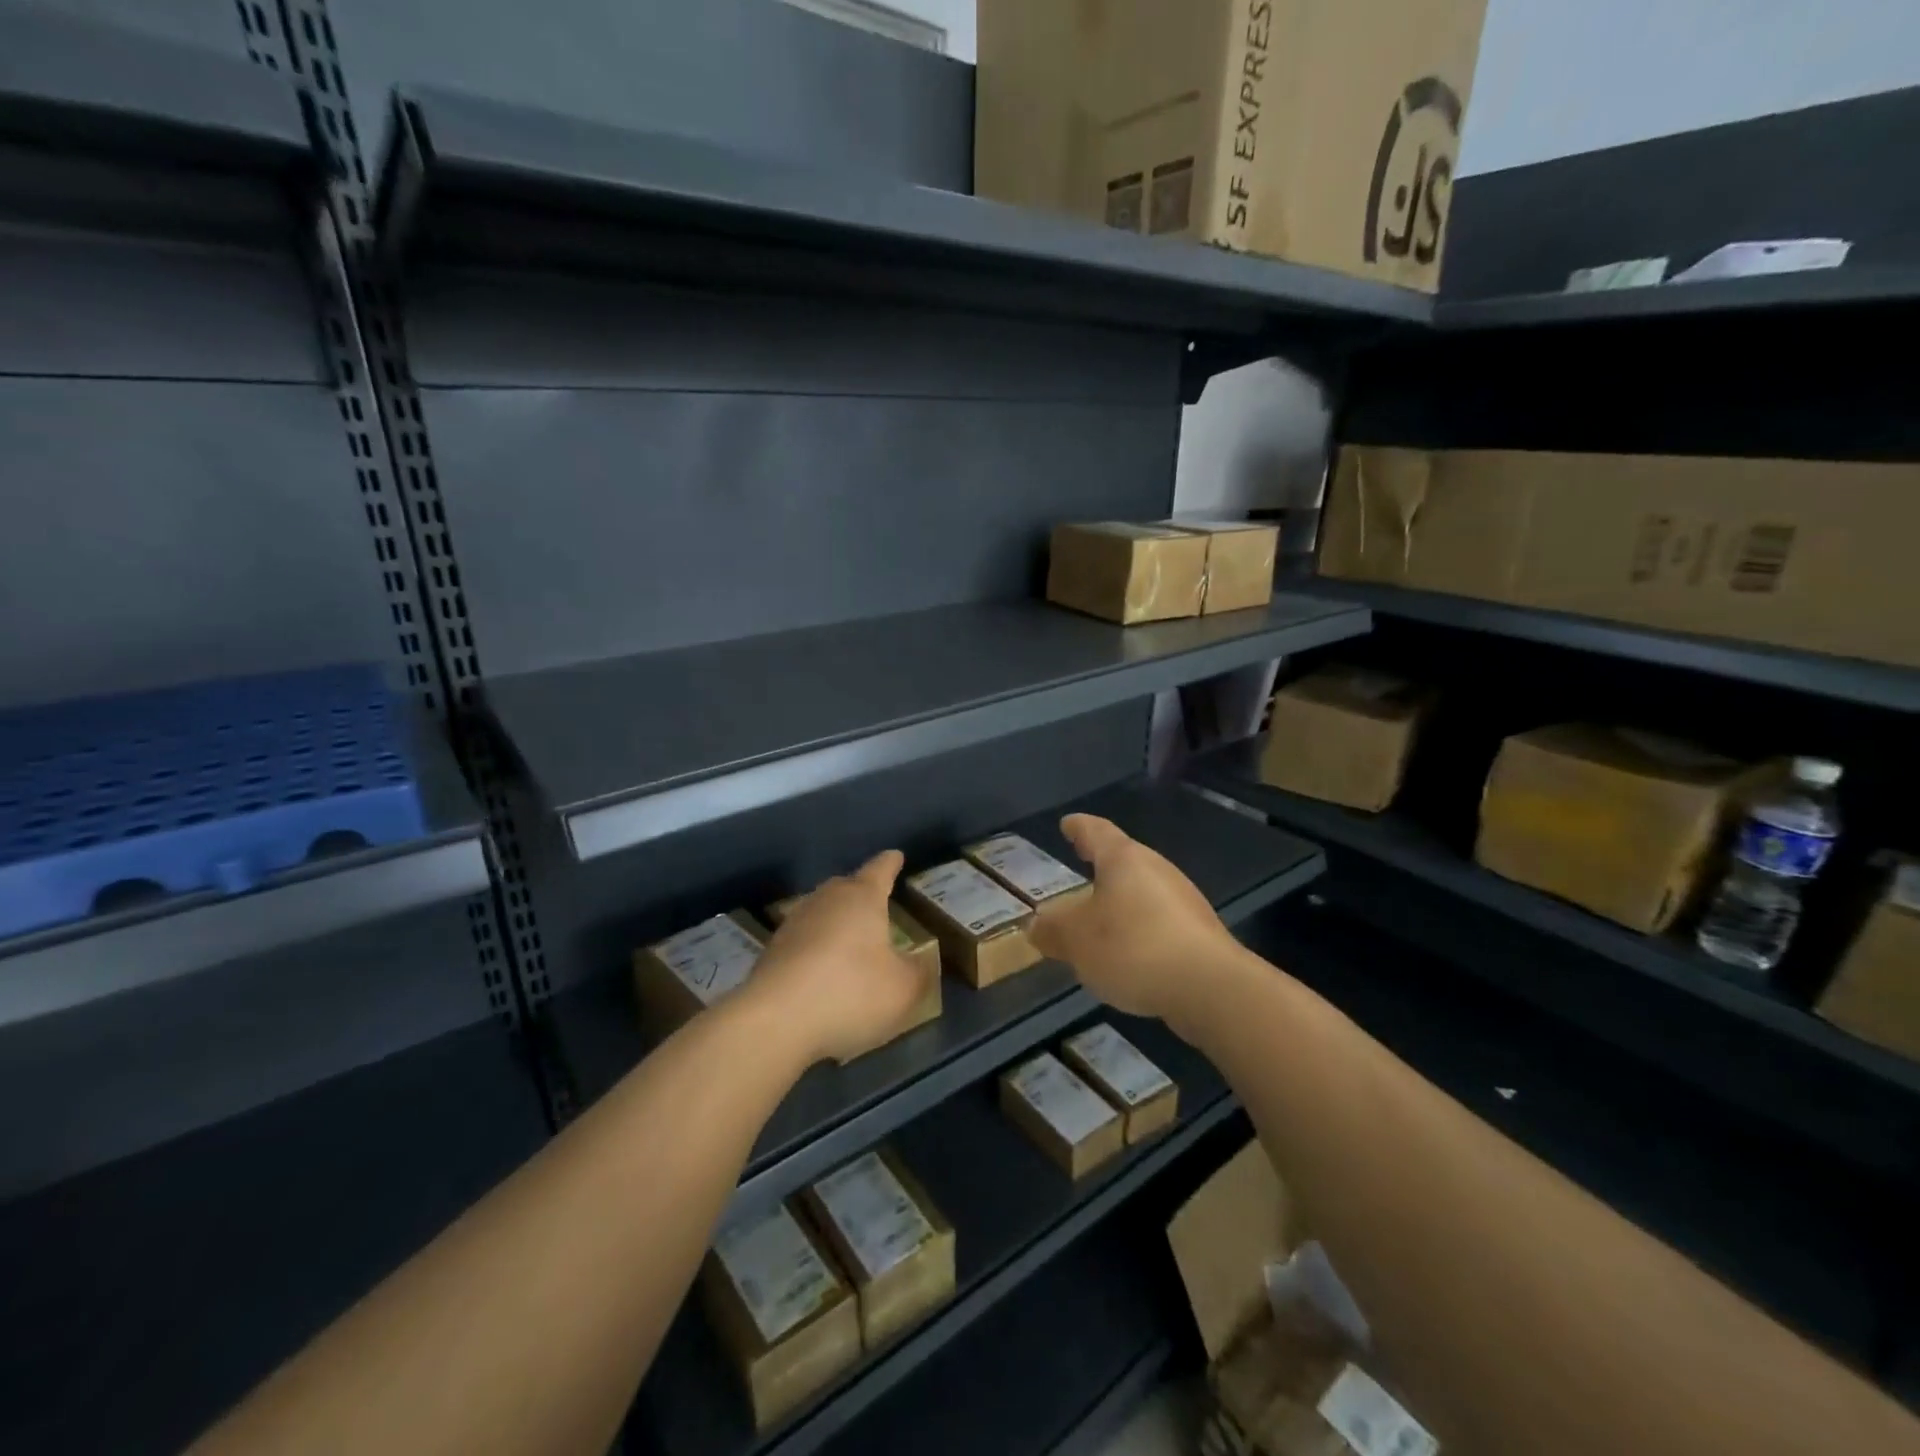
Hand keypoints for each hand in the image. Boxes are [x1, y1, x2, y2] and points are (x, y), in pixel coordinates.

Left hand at [745, 850, 933, 1065]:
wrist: (775, 1019)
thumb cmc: (850, 992)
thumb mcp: (903, 989)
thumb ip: (919, 972)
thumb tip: (921, 962)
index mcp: (862, 897)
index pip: (880, 869)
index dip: (891, 863)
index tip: (895, 855)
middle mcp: (826, 900)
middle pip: (846, 886)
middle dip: (861, 891)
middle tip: (876, 901)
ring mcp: (794, 923)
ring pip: (822, 911)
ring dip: (836, 921)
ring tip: (850, 937)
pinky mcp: (772, 951)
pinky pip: (803, 940)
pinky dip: (816, 949)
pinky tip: (823, 971)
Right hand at [1030, 814, 1242, 1025]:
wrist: (1210, 987)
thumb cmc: (1133, 947)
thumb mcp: (1076, 940)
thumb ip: (1053, 930)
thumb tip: (1037, 924)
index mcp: (1124, 859)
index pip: (1096, 831)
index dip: (1079, 827)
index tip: (1068, 823)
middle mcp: (1157, 869)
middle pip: (1124, 859)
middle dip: (1102, 864)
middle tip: (1082, 863)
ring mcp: (1184, 900)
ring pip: (1144, 891)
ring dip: (1122, 900)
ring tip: (1101, 916)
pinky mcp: (1200, 933)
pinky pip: (1160, 920)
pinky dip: (1140, 927)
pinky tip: (1131, 952)